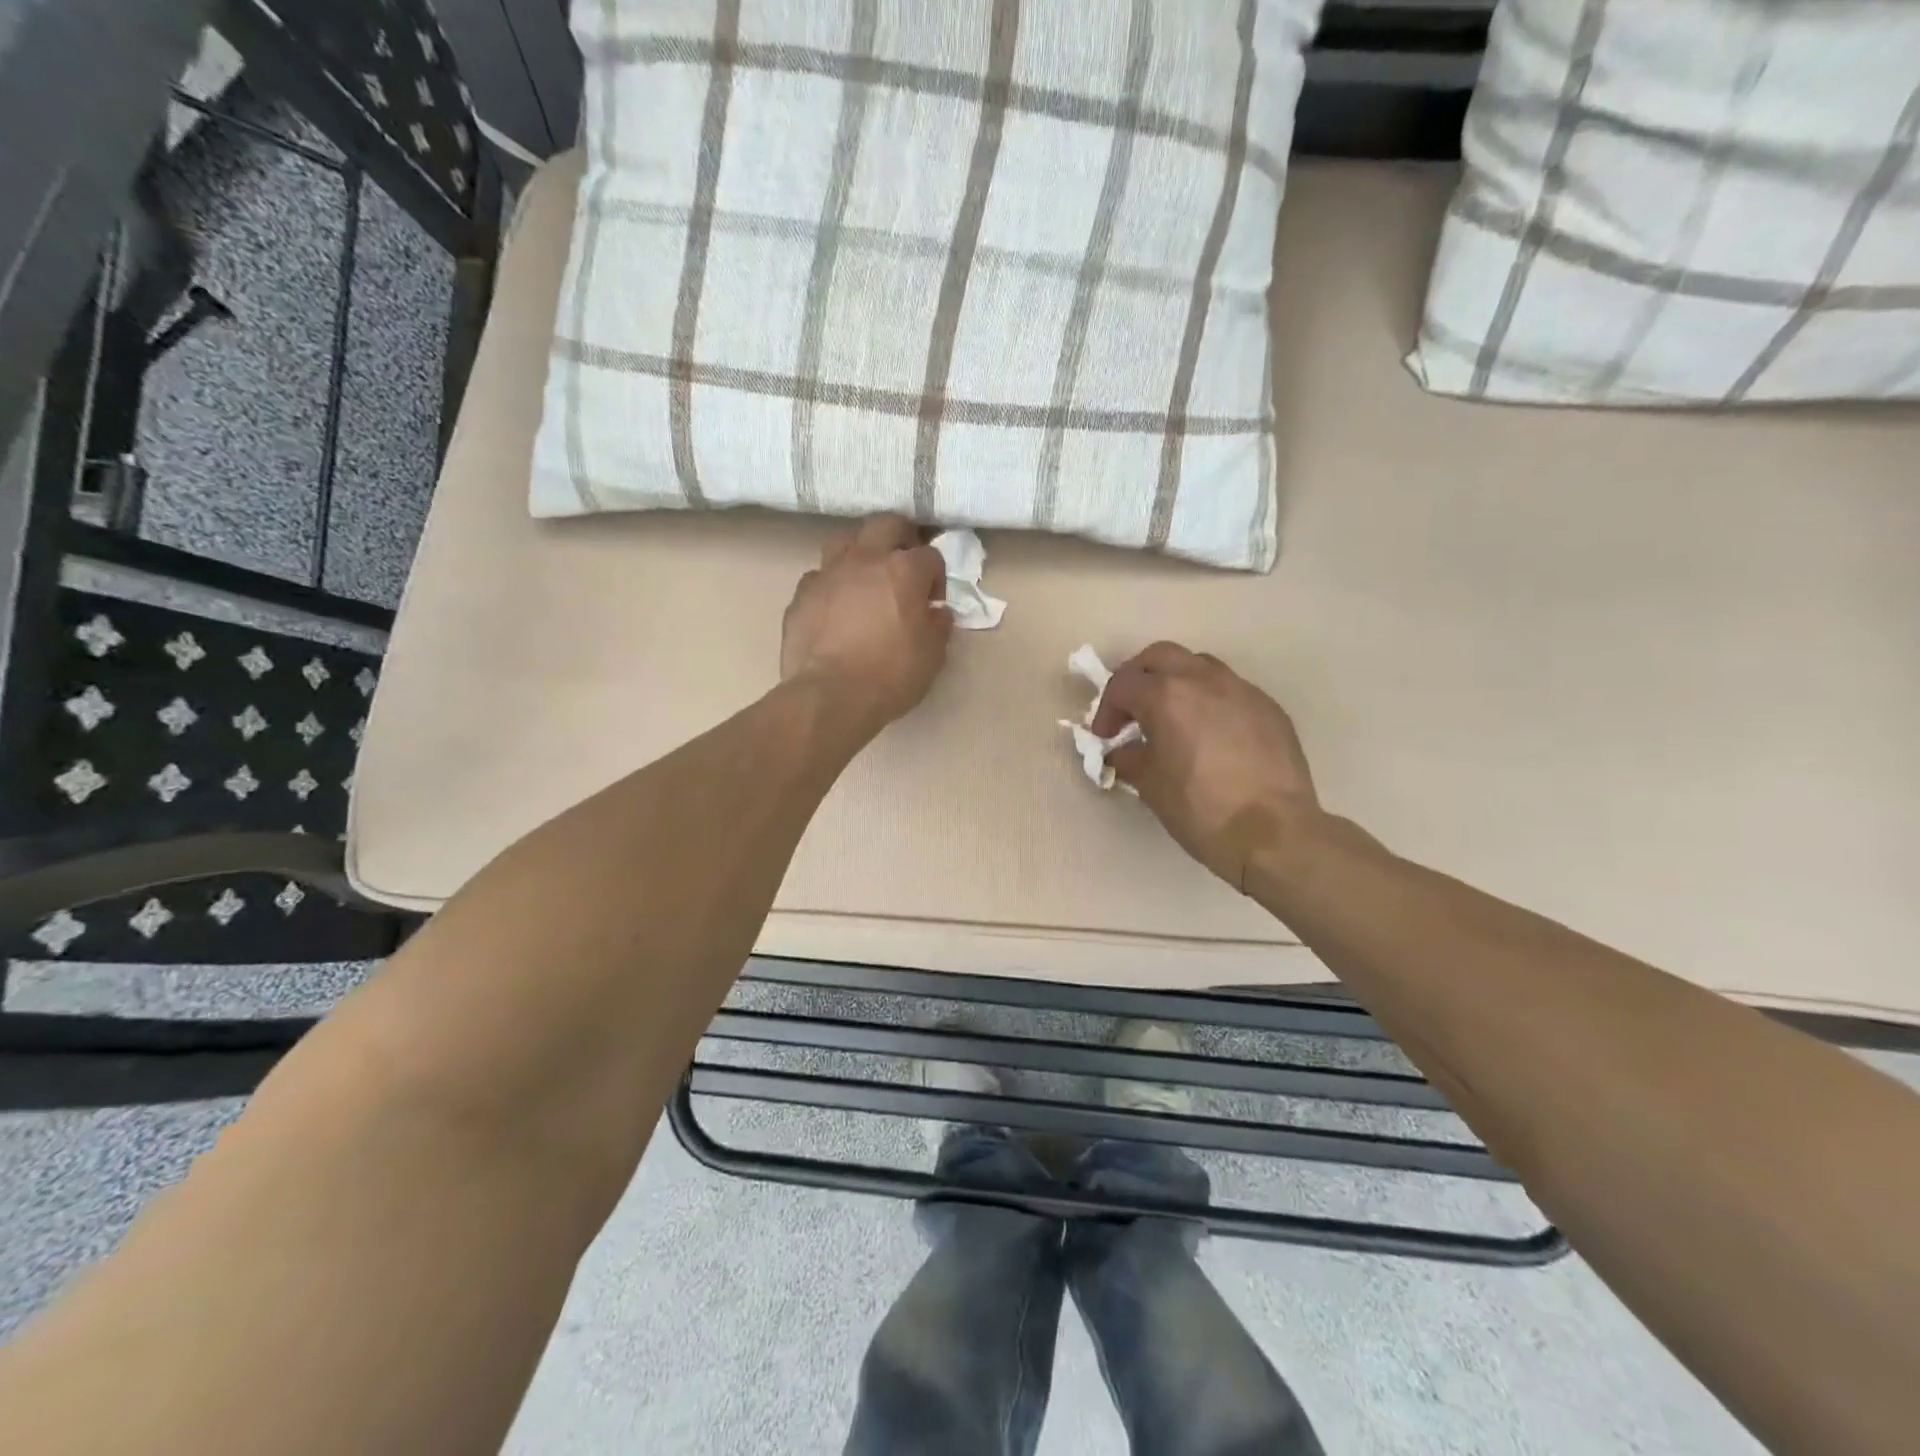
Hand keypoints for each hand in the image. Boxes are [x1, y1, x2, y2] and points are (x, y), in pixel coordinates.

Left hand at [781, 514, 952, 731]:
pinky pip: (818, 577)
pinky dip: (830, 586)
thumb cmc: (891, 675)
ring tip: (865, 575)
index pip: (930, 555)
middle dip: (901, 536)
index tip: (933, 602)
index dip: (936, 577)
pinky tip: (834, 607)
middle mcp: (864, 560)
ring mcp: (828, 574)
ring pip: (843, 539)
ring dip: (859, 550)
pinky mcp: (801, 596)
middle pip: (885, 524)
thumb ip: (938, 626)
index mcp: (903, 570)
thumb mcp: (932, 656)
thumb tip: (936, 613)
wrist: (830, 696)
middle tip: (905, 561)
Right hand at [1092, 643, 1319, 891]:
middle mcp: (1204, 680)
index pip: (1123, 684)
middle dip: (1139, 678)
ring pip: (1199, 666)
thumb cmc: (1201, 809)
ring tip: (1174, 719)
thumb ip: (1129, 758)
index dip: (1107, 710)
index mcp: (1167, 696)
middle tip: (1133, 711)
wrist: (1274, 833)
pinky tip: (1212, 736)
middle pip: (1160, 656)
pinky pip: (1231, 690)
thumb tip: (1122, 751)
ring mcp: (1242, 690)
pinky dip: (1210, 701)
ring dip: (1177, 683)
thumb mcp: (1151, 786)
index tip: (1107, 738)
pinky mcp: (1269, 707)